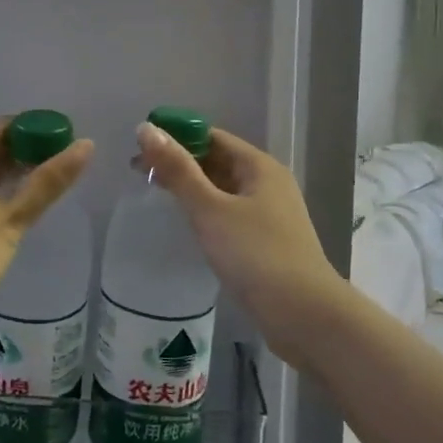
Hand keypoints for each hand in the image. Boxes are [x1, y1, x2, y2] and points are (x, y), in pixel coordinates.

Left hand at [0, 116, 94, 341]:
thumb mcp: (13, 217)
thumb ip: (48, 181)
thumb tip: (86, 144)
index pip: (7, 124)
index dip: (38, 130)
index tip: (66, 144)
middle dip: (27, 151)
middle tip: (62, 167)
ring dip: (13, 171)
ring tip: (46, 185)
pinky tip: (17, 203)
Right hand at [136, 123, 340, 370]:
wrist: (303, 314)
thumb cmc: (255, 254)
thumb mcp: (210, 209)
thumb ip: (177, 170)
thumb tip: (146, 129)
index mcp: (259, 166)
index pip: (211, 137)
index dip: (176, 136)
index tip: (139, 147)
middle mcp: (267, 183)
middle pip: (218, 161)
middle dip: (180, 162)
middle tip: (138, 171)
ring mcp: (269, 214)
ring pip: (223, 189)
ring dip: (191, 187)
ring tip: (155, 193)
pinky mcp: (266, 242)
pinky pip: (229, 213)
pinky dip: (205, 211)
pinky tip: (187, 223)